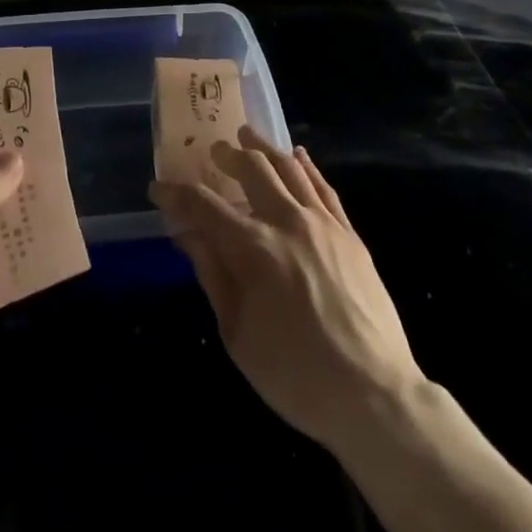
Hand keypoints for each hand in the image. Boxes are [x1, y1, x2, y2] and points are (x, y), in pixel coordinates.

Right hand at [150, 125, 423, 454]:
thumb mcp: (237, 333)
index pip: (205, 206)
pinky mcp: (350, 234)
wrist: (373, 395)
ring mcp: (323, 224)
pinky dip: (307, 166)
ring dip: (264, 148)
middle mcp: (287, 222)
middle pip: (252, 170)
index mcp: (253, 248)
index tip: (158, 188)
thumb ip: (212, 274)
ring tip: (248, 136)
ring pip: (289, 168)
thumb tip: (187, 234)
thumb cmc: (295, 374)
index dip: (177, 194)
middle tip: (213, 151)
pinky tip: (298, 156)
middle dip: (226, 155)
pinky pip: (324, 187)